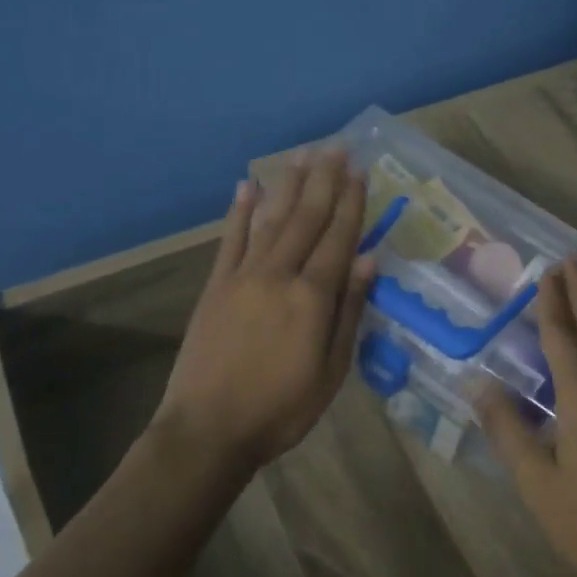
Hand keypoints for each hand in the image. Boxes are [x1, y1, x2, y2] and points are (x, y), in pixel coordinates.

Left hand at [155, 149, 375, 472]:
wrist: (208, 430)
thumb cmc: (281, 408)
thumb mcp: (331, 371)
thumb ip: (349, 312)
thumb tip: (367, 260)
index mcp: (312, 297)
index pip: (338, 238)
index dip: (351, 202)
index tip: (360, 170)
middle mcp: (279, 274)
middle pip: (306, 218)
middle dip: (324, 180)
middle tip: (336, 146)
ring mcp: (243, 276)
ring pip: (271, 219)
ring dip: (288, 185)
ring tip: (302, 155)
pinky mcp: (215, 285)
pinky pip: (230, 239)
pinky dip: (240, 211)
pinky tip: (247, 186)